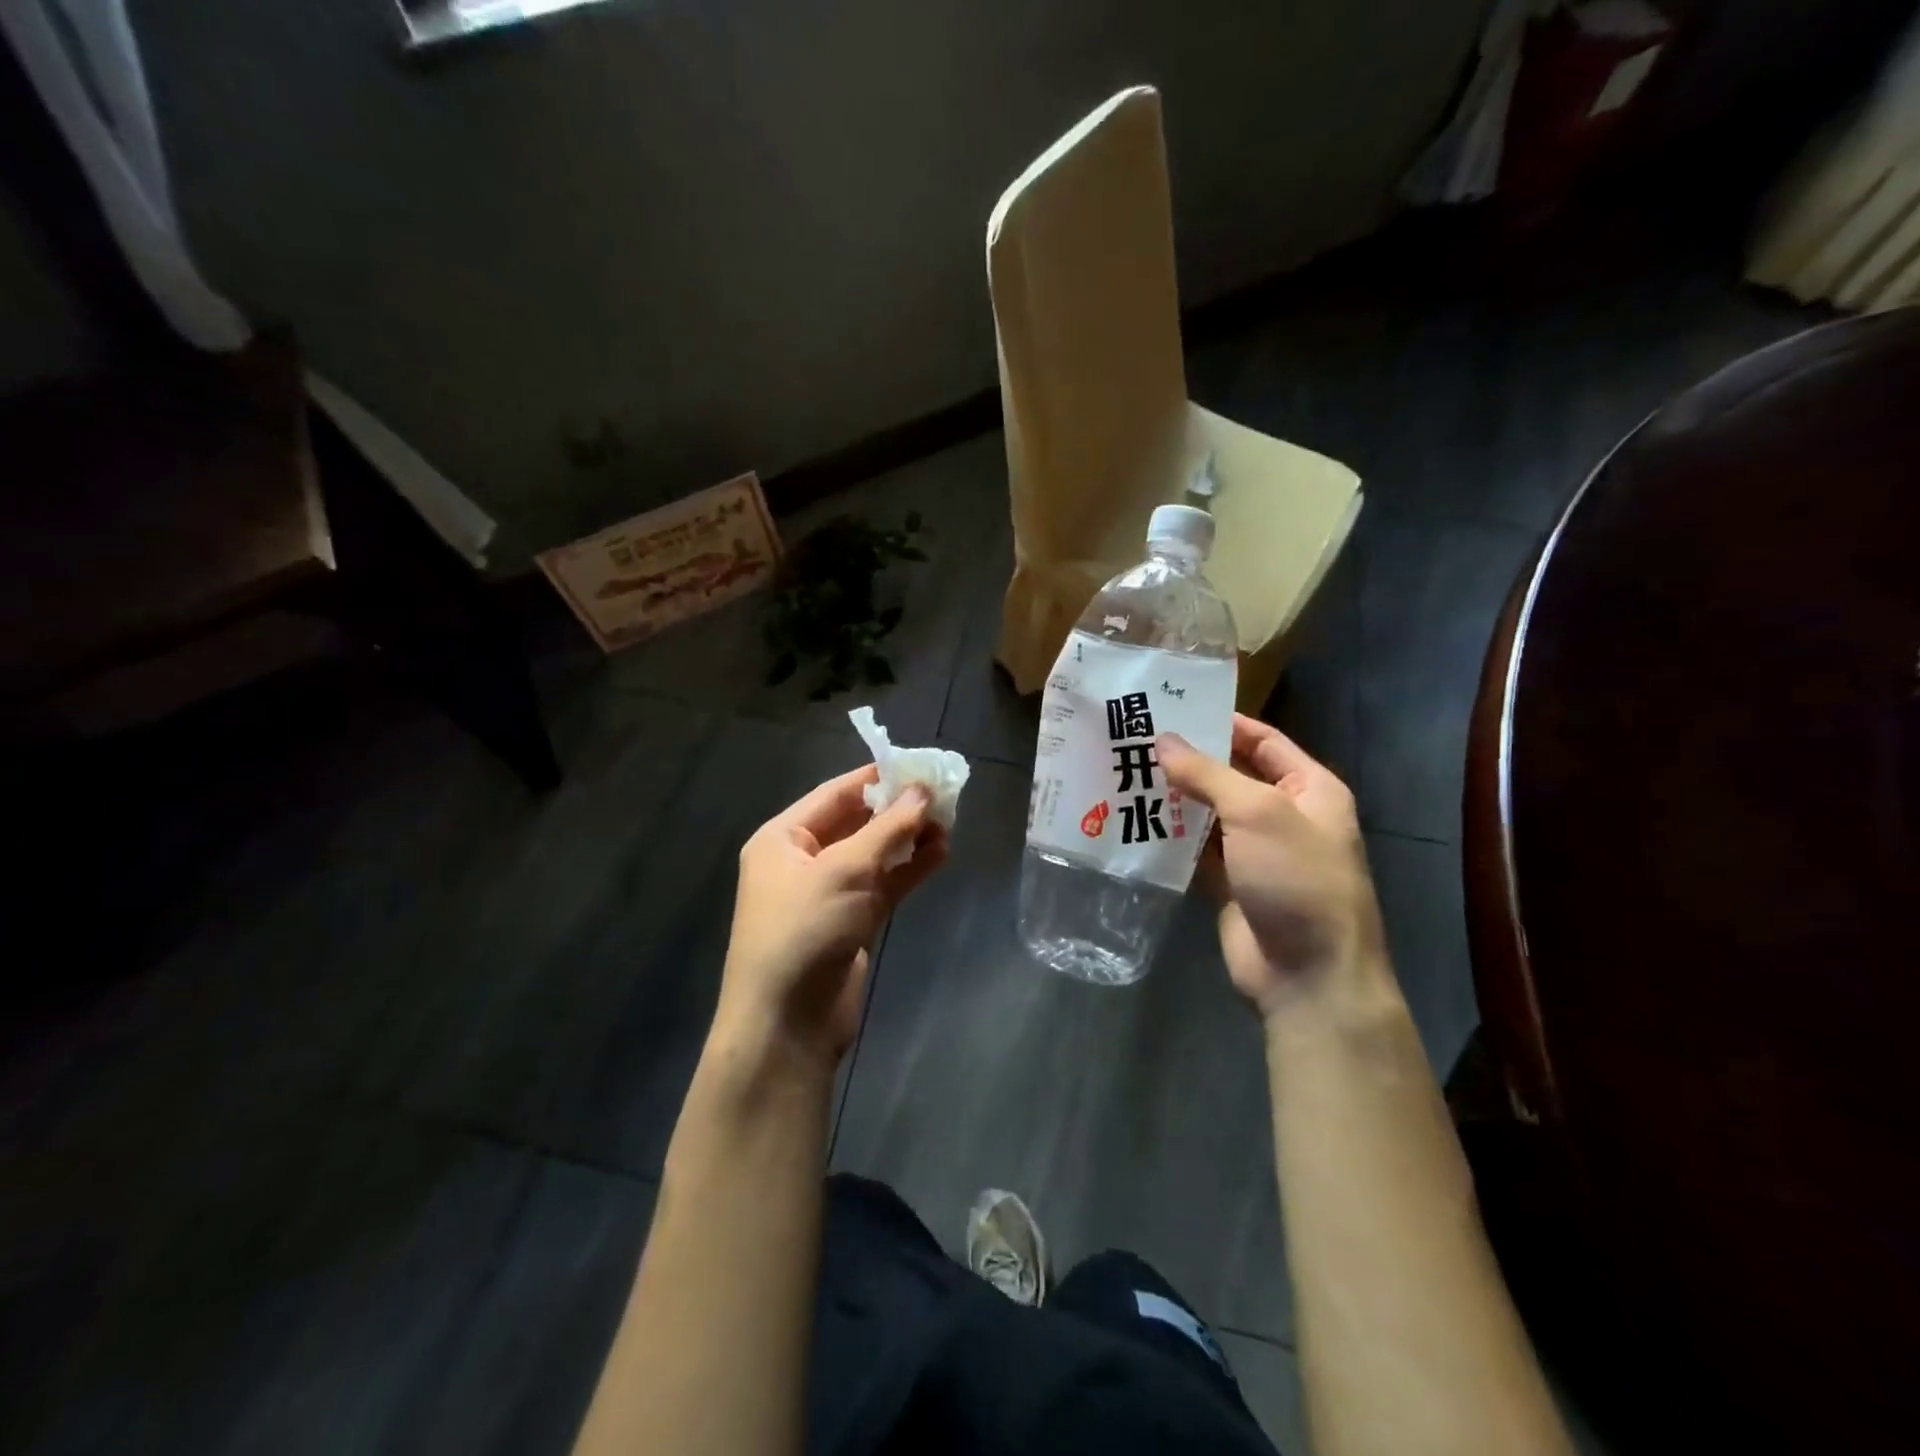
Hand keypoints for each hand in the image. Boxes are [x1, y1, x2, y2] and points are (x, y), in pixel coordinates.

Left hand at [716, 766, 947, 1073]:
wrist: (787, 1024)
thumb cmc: (804, 930)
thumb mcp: (845, 870)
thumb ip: (888, 828)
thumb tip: (923, 790)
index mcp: (783, 838)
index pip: (836, 793)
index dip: (877, 776)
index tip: (920, 764)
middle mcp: (803, 860)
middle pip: (858, 821)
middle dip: (898, 809)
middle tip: (944, 795)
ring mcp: (828, 892)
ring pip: (875, 854)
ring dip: (909, 838)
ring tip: (950, 822)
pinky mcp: (852, 921)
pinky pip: (884, 884)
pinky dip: (910, 869)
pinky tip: (941, 853)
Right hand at [1159, 716, 1385, 1020]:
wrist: (1308, 974)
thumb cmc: (1296, 878)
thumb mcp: (1256, 812)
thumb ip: (1207, 773)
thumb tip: (1163, 740)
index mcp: (1309, 789)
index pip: (1264, 740)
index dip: (1224, 722)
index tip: (1174, 707)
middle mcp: (1284, 816)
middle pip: (1232, 776)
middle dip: (1190, 760)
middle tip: (1137, 739)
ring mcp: (1256, 853)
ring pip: (1210, 814)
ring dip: (1176, 798)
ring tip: (1126, 772)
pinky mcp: (1230, 884)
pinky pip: (1197, 851)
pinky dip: (1172, 837)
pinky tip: (1135, 820)